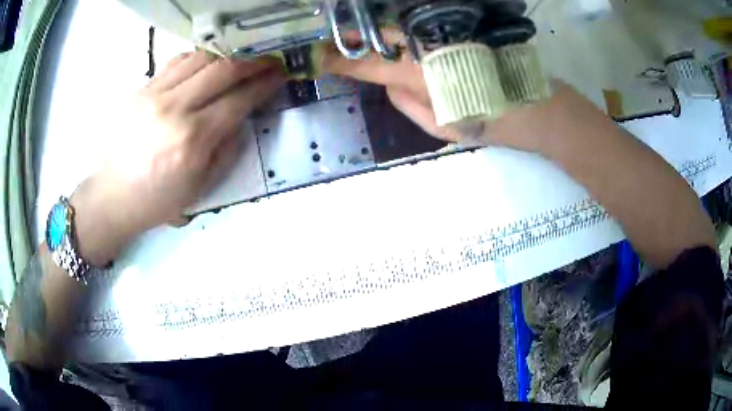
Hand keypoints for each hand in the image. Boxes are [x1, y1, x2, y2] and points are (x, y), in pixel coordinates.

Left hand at [70, 52, 283, 264]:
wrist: (114, 195)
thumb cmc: (158, 199)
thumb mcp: (201, 187)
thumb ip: (226, 149)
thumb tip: (241, 117)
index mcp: (192, 140)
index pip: (238, 100)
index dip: (264, 84)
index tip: (279, 75)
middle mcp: (175, 109)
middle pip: (223, 70)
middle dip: (252, 63)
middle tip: (268, 63)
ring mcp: (155, 95)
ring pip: (200, 58)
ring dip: (226, 58)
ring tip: (236, 65)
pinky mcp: (142, 89)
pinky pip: (177, 62)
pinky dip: (198, 59)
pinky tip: (205, 66)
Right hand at [322, 30, 603, 153]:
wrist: (536, 106)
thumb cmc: (491, 123)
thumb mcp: (443, 128)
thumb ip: (409, 104)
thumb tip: (388, 82)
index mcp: (420, 75)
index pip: (369, 65)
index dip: (342, 62)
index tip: (320, 60)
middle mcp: (427, 48)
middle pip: (381, 37)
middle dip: (354, 40)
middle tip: (333, 43)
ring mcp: (444, 38)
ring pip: (400, 30)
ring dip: (376, 34)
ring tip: (355, 39)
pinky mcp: (459, 33)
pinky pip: (421, 31)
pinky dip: (403, 34)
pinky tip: (395, 39)